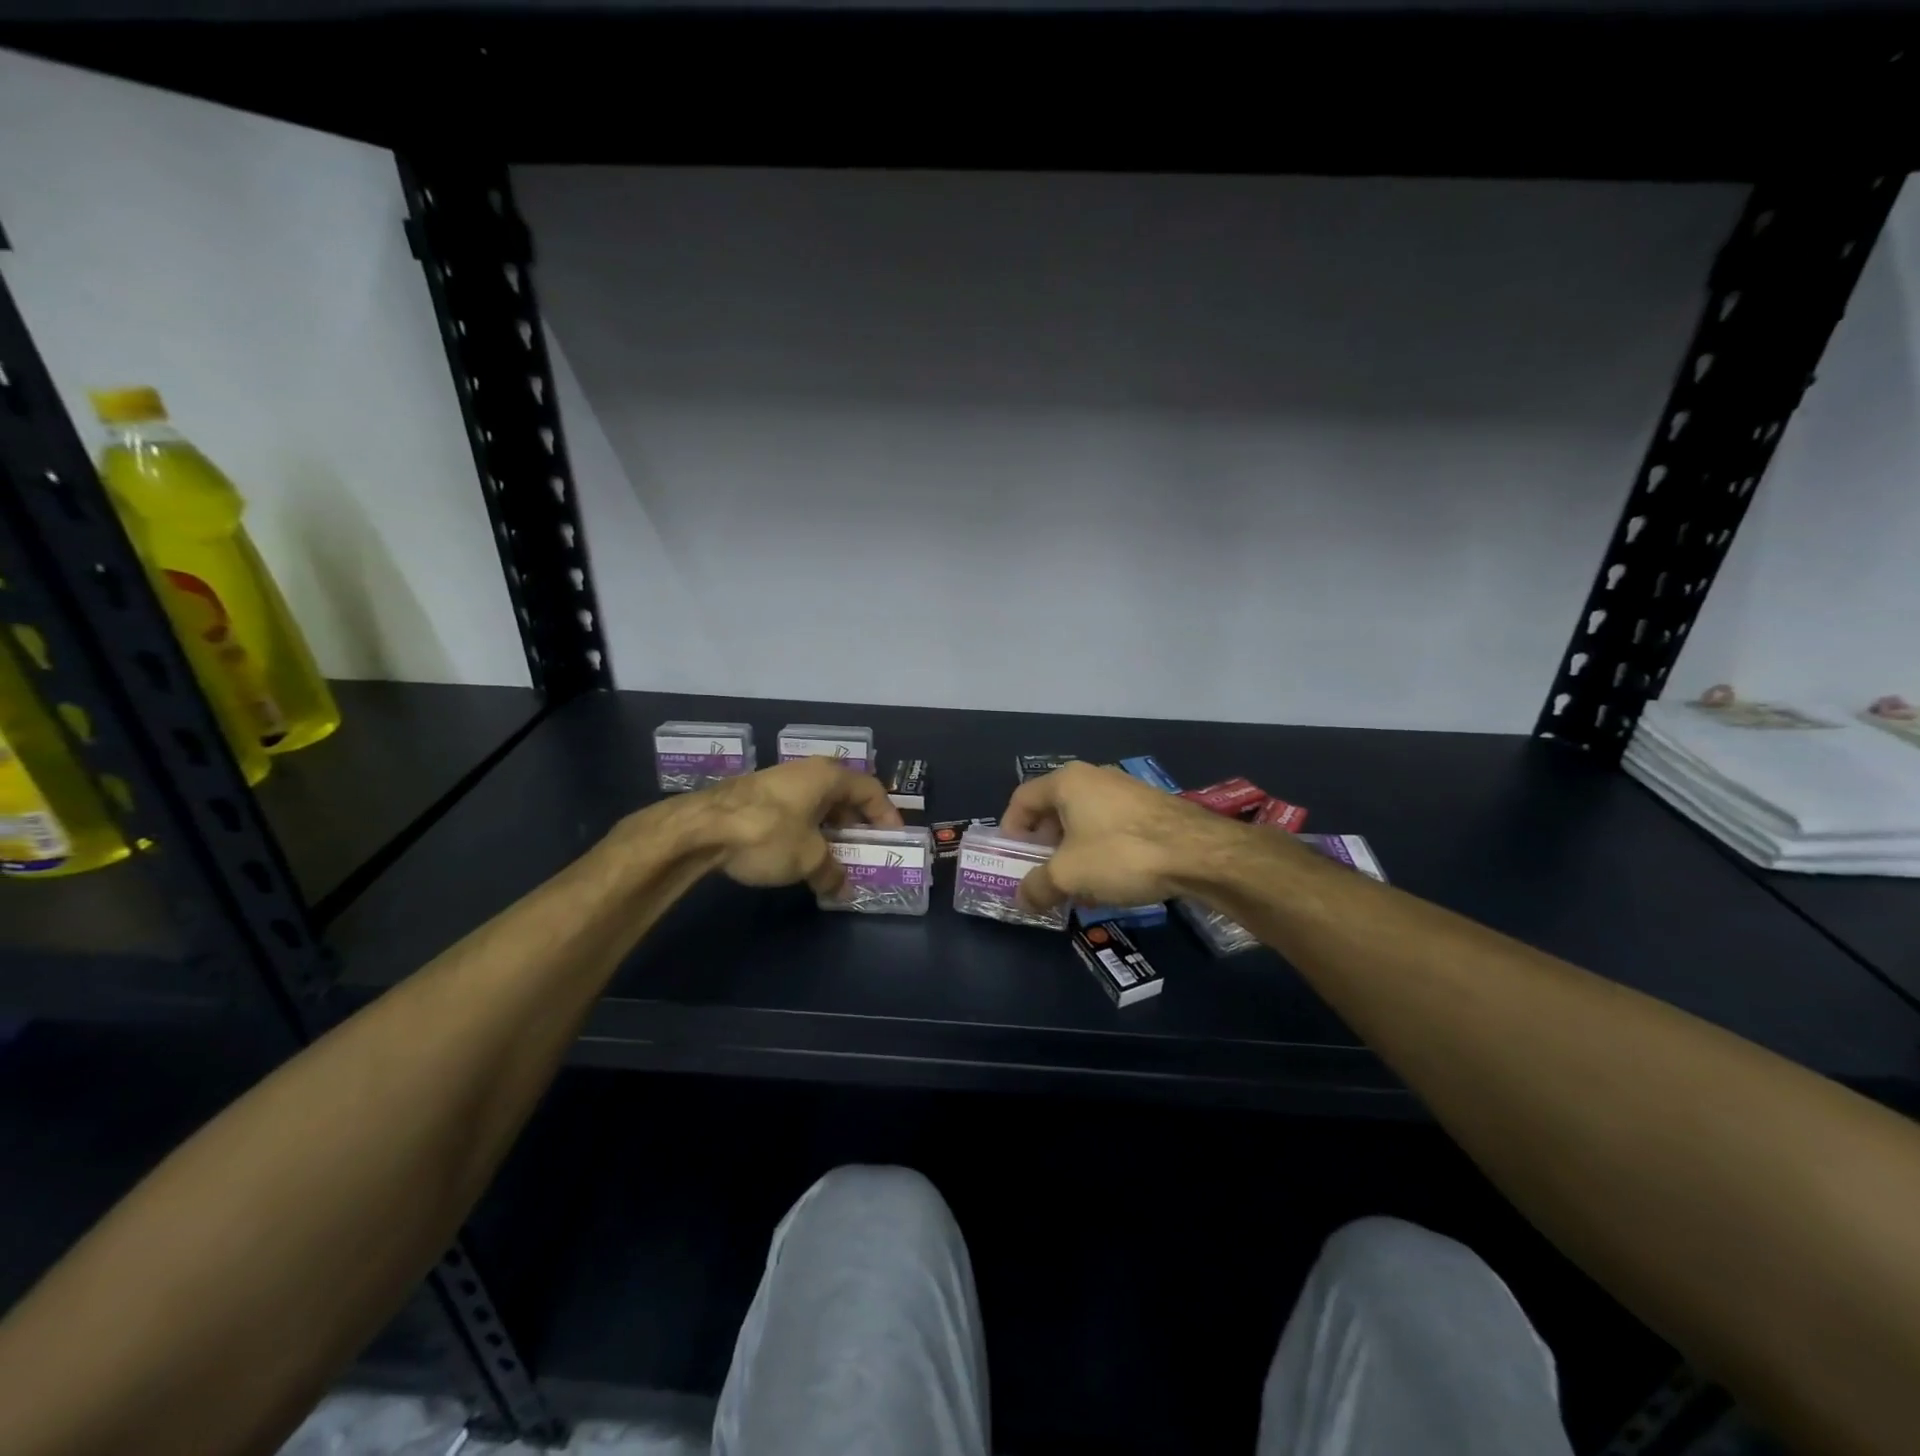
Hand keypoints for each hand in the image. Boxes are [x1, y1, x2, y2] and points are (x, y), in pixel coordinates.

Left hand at [693, 758, 903, 896]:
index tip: (893, 839)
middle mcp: (806, 771)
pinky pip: (794, 811)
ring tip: (833, 858)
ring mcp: (778, 781)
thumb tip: (843, 888)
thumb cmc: (768, 834)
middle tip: (864, 850)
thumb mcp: (808, 858)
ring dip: (829, 830)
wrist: (700, 828)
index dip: (886, 814)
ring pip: (816, 804)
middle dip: (856, 824)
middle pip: (843, 795)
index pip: (870, 790)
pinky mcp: (755, 796)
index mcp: (828, 776)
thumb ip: (832, 873)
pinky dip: (805, 830)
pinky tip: (799, 854)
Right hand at [998, 761, 1247, 913]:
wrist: (1199, 853)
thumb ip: (1037, 886)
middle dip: (1044, 845)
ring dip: (1073, 851)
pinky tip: (1112, 880)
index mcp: (1067, 781)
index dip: (1010, 830)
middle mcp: (1094, 776)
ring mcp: (1126, 790)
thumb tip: (1021, 898)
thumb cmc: (1121, 854)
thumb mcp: (1068, 876)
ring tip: (1077, 884)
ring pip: (1085, 819)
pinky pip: (1112, 826)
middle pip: (1054, 809)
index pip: (1022, 799)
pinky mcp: (1151, 807)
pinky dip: (1102, 850)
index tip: (1013, 860)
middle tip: (1043, 874)